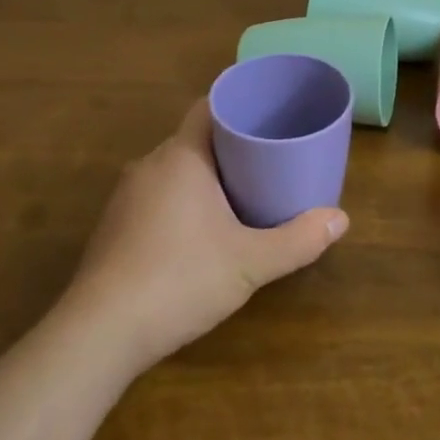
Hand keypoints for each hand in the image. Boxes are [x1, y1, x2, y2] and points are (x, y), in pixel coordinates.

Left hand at [65, 100, 347, 371]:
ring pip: (175, 169)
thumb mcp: (250, 262)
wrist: (99, 334)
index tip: (269, 114)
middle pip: (195, 138)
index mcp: (181, 156)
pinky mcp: (114, 226)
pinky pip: (156, 195)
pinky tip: (199, 231)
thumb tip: (341, 220)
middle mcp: (150, 164)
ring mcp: (126, 196)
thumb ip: (298, 240)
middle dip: (231, 145)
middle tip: (269, 159)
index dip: (240, 105)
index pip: (209, 107)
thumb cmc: (179, 280)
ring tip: (242, 193)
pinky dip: (182, 200)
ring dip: (205, 175)